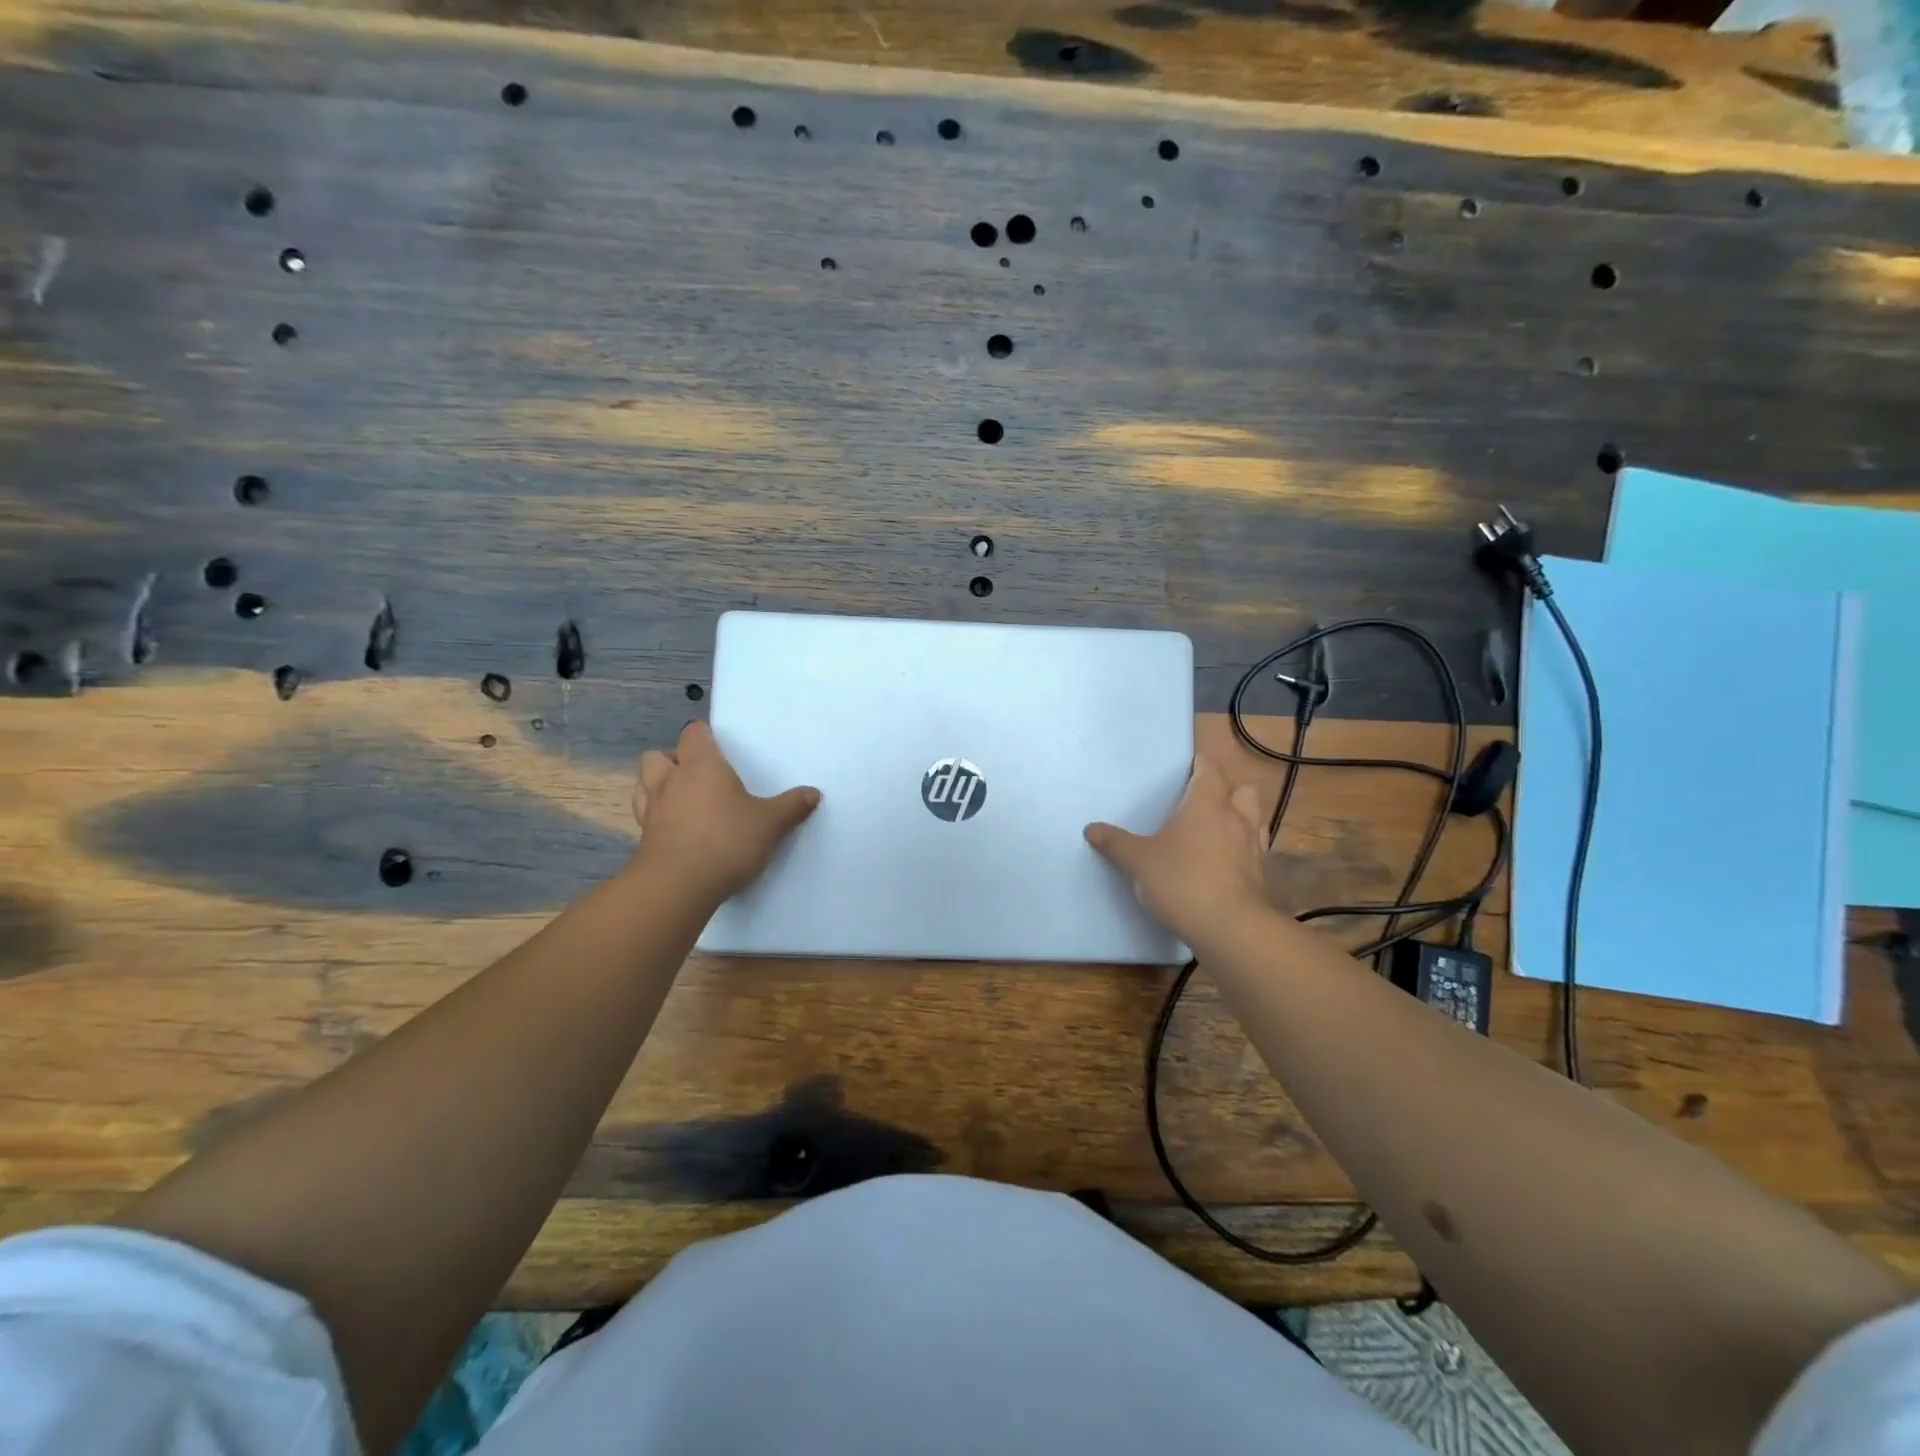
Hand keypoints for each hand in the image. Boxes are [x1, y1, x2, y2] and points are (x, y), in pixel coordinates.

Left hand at [633, 721, 820, 901]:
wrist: (679, 886)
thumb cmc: (726, 841)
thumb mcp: (770, 823)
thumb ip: (791, 806)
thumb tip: (813, 793)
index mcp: (701, 766)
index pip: (693, 734)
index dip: (704, 735)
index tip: (719, 745)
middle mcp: (671, 780)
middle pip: (658, 755)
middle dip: (674, 760)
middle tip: (699, 776)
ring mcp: (652, 810)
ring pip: (644, 784)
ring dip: (659, 786)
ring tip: (683, 799)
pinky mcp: (644, 838)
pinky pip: (646, 815)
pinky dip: (657, 816)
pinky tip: (676, 828)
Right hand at [1084, 754, 1269, 944]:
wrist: (1230, 927)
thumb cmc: (1181, 880)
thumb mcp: (1138, 861)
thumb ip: (1115, 843)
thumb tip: (1091, 829)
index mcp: (1206, 803)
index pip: (1210, 769)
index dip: (1201, 764)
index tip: (1189, 766)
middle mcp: (1235, 817)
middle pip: (1242, 788)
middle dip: (1227, 787)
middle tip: (1204, 798)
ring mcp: (1253, 845)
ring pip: (1254, 817)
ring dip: (1239, 816)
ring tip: (1218, 826)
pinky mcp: (1261, 873)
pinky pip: (1255, 847)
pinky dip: (1243, 846)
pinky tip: (1226, 859)